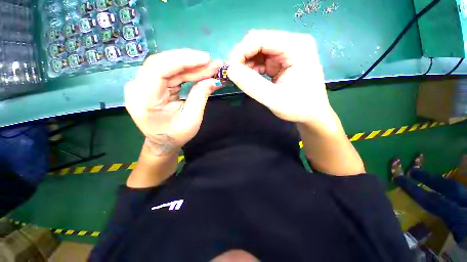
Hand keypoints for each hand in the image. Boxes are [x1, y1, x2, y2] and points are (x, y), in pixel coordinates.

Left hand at [125, 49, 220, 155]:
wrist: (163, 143)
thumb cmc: (175, 135)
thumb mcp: (191, 119)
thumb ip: (200, 97)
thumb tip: (214, 80)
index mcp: (143, 100)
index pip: (158, 69)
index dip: (183, 60)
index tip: (205, 58)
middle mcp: (138, 88)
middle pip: (163, 64)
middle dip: (190, 61)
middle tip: (211, 62)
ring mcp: (143, 85)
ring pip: (168, 66)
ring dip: (191, 66)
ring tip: (210, 67)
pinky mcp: (152, 84)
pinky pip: (170, 72)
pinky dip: (186, 72)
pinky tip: (200, 71)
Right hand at [228, 30, 331, 124]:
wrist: (311, 114)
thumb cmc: (298, 108)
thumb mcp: (274, 99)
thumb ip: (252, 85)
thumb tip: (230, 70)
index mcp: (296, 47)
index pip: (261, 38)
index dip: (241, 51)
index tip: (230, 70)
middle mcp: (293, 43)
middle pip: (259, 42)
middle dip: (243, 58)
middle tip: (234, 75)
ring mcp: (288, 51)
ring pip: (258, 51)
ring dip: (246, 64)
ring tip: (242, 79)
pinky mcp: (282, 61)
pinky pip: (262, 59)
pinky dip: (252, 68)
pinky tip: (250, 79)